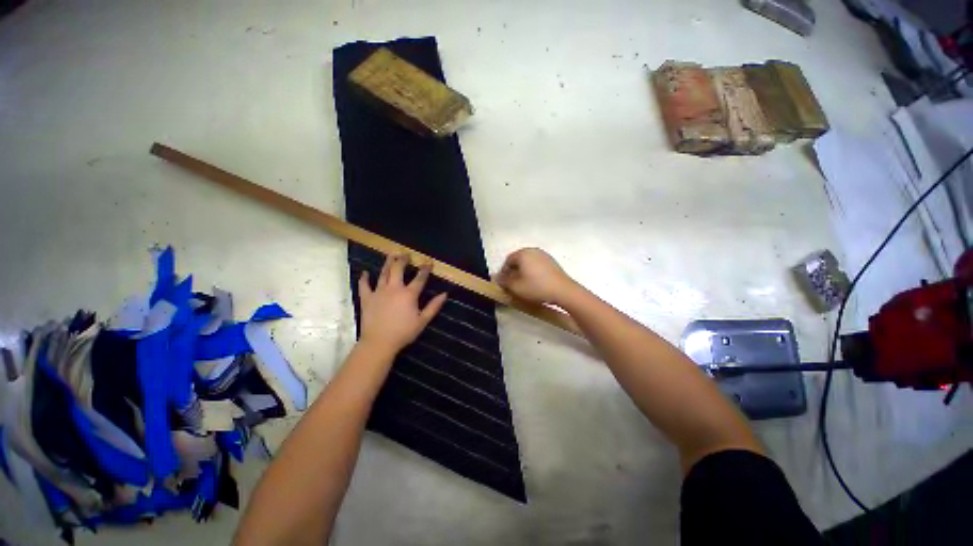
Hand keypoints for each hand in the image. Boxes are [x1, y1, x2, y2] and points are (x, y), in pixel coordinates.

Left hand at [358, 254, 447, 355]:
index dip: (425, 269)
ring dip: (387, 262)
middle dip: (403, 260)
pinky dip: (364, 278)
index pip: (419, 278)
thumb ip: (434, 306)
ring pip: (383, 273)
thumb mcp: (422, 321)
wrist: (379, 342)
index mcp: (409, 294)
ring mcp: (379, 292)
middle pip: (398, 269)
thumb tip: (445, 294)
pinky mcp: (367, 298)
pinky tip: (365, 272)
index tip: (428, 262)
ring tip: (391, 254)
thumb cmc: (403, 332)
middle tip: (406, 254)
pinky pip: (364, 285)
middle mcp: (394, 289)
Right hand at [495, 248, 579, 305]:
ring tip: (523, 286)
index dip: (503, 272)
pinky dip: (533, 273)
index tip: (503, 284)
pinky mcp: (552, 263)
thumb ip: (503, 281)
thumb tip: (496, 277)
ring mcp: (544, 256)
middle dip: (513, 272)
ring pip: (528, 264)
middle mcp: (533, 251)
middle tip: (512, 285)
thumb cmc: (536, 287)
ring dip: (523, 273)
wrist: (563, 291)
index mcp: (523, 253)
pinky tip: (535, 284)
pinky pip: (537, 266)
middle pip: (518, 261)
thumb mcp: (515, 287)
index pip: (507, 261)